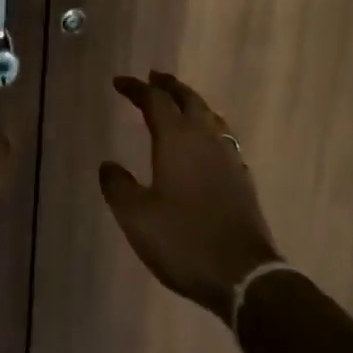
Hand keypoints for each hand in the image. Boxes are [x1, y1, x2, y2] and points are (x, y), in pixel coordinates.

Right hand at [100, 71, 282, 320]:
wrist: (244, 275)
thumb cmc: (184, 240)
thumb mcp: (137, 218)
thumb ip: (118, 187)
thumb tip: (108, 165)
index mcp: (177, 139)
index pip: (155, 100)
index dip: (136, 88)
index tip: (119, 82)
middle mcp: (204, 137)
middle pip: (187, 98)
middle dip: (168, 86)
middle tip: (153, 77)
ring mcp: (228, 155)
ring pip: (208, 114)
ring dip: (190, 102)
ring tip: (179, 102)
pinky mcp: (242, 176)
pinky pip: (222, 135)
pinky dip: (207, 125)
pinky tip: (205, 141)